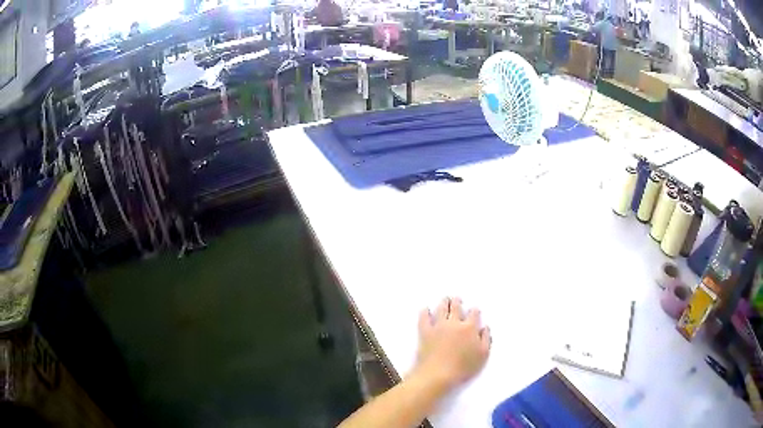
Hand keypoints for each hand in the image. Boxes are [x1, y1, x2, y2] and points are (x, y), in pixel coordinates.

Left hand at [410, 297, 490, 393]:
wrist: (438, 374)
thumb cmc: (463, 368)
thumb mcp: (482, 356)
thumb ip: (486, 339)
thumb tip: (484, 328)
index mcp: (470, 327)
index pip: (474, 313)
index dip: (474, 311)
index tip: (474, 312)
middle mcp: (454, 322)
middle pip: (456, 306)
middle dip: (457, 301)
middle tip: (457, 299)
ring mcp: (438, 326)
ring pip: (441, 308)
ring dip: (443, 302)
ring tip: (445, 300)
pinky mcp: (425, 331)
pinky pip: (424, 317)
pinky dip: (425, 312)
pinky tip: (425, 310)